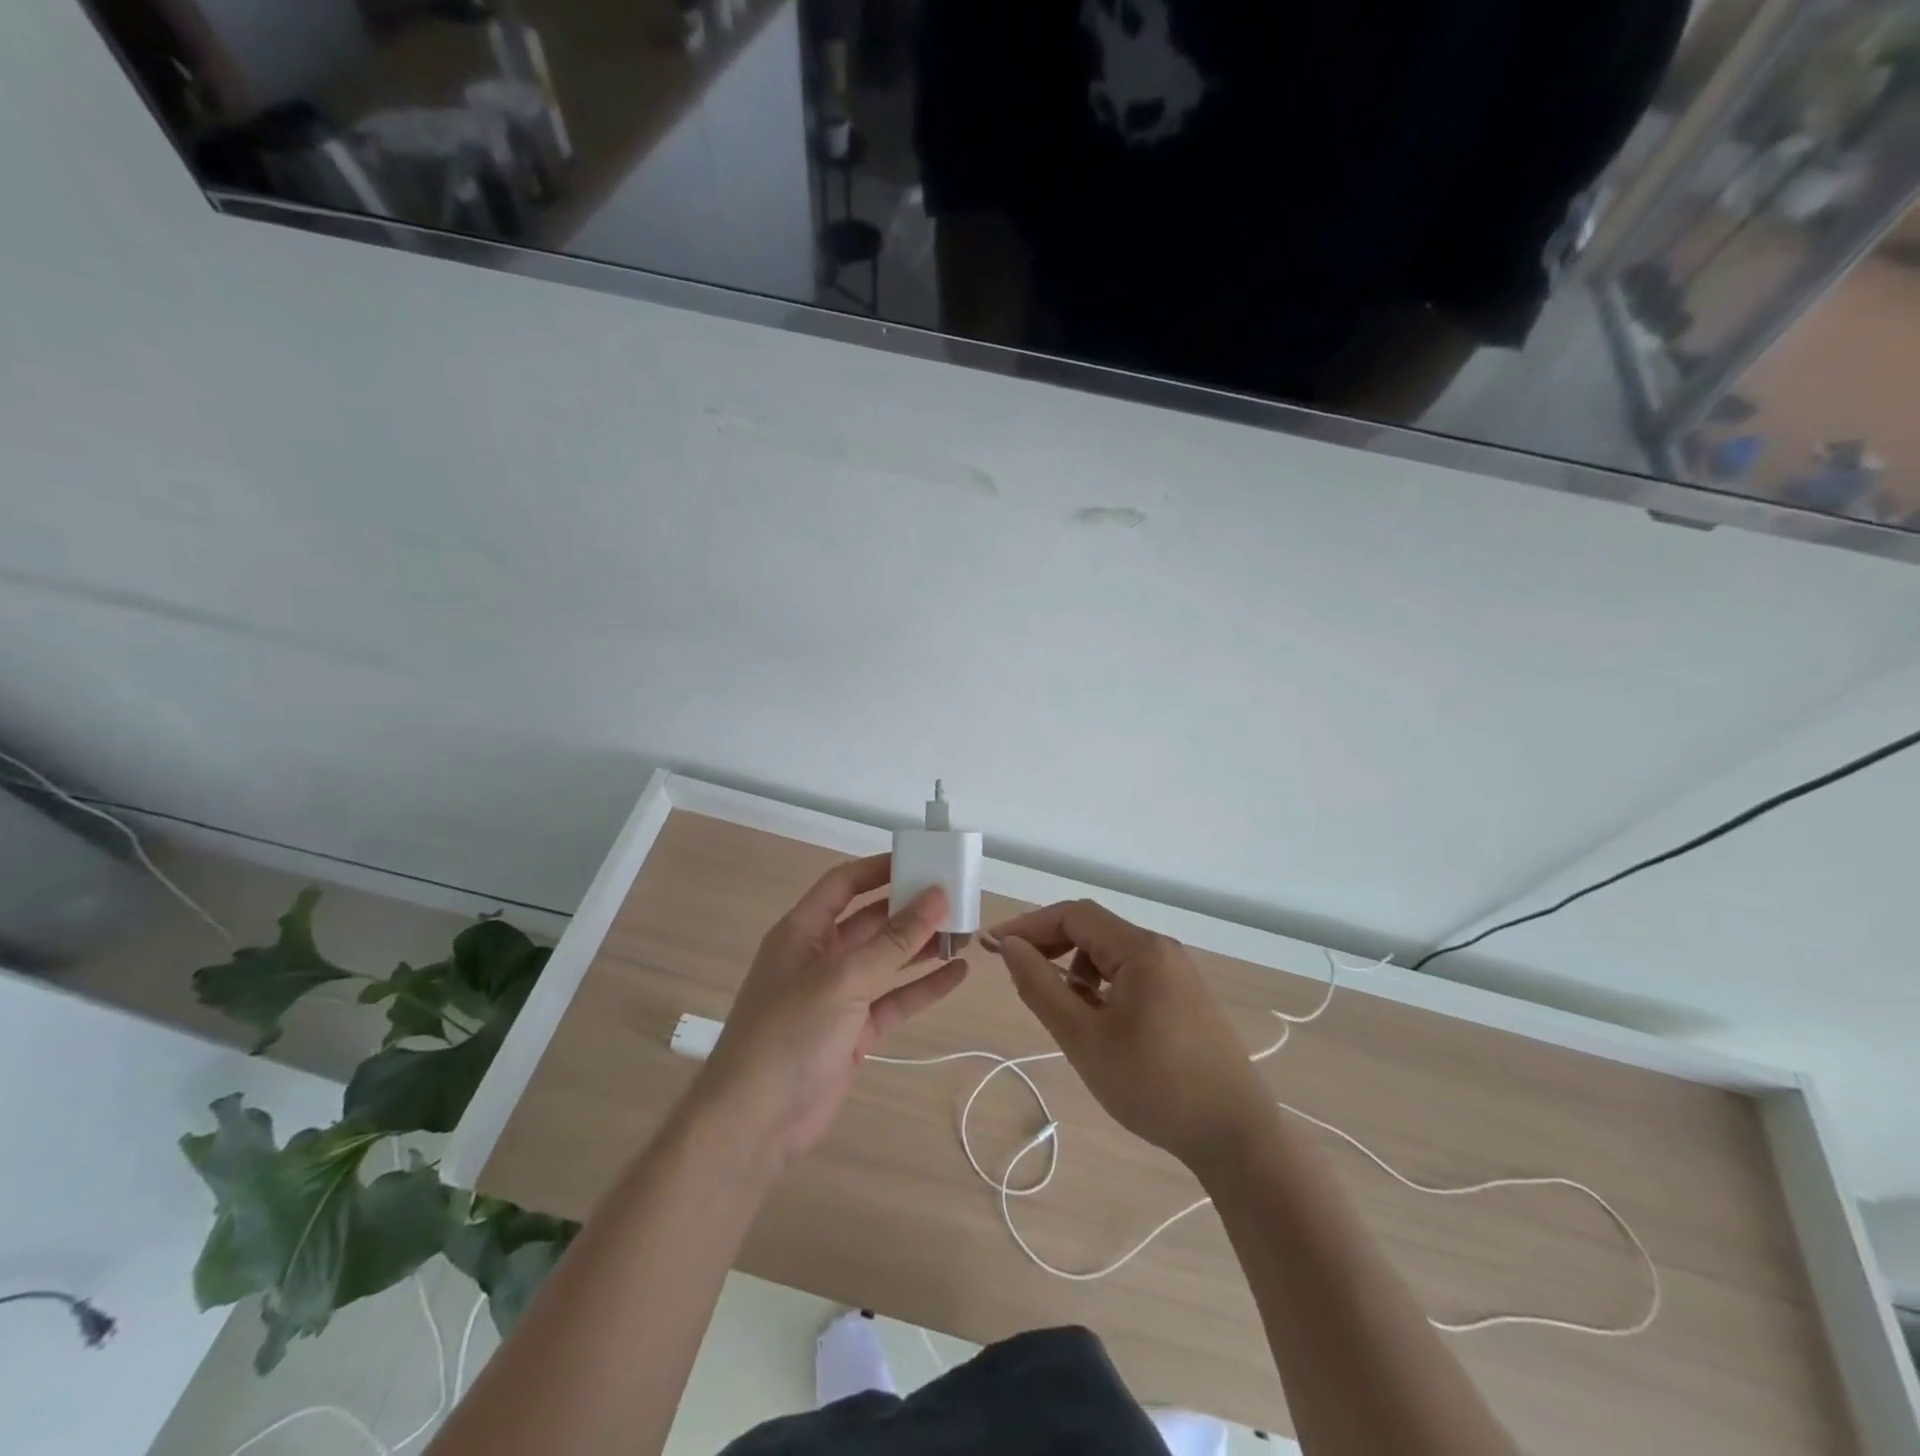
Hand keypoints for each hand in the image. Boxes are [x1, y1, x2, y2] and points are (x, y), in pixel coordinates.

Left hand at [690, 854, 967, 1165]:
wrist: (755, 1123)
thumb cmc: (790, 1034)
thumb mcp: (843, 979)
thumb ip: (893, 940)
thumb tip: (936, 896)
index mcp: (803, 932)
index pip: (843, 884)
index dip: (879, 868)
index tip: (921, 860)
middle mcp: (821, 957)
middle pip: (870, 920)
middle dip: (910, 909)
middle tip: (956, 897)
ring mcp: (838, 997)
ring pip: (887, 961)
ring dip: (922, 947)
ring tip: (966, 931)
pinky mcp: (854, 1032)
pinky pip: (894, 1000)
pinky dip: (923, 987)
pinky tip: (956, 974)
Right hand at [989, 900, 1272, 1170]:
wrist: (1235, 1136)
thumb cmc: (1153, 1085)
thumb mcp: (1084, 1038)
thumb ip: (1041, 987)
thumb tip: (1010, 946)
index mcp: (1141, 949)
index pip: (1074, 915)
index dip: (1029, 925)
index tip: (993, 946)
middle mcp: (1162, 949)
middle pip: (1094, 929)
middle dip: (1051, 945)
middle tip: (1018, 972)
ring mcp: (1179, 972)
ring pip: (1112, 953)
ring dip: (1077, 968)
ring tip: (1065, 1011)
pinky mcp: (1186, 996)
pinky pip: (1133, 973)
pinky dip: (1104, 985)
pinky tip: (1101, 1022)